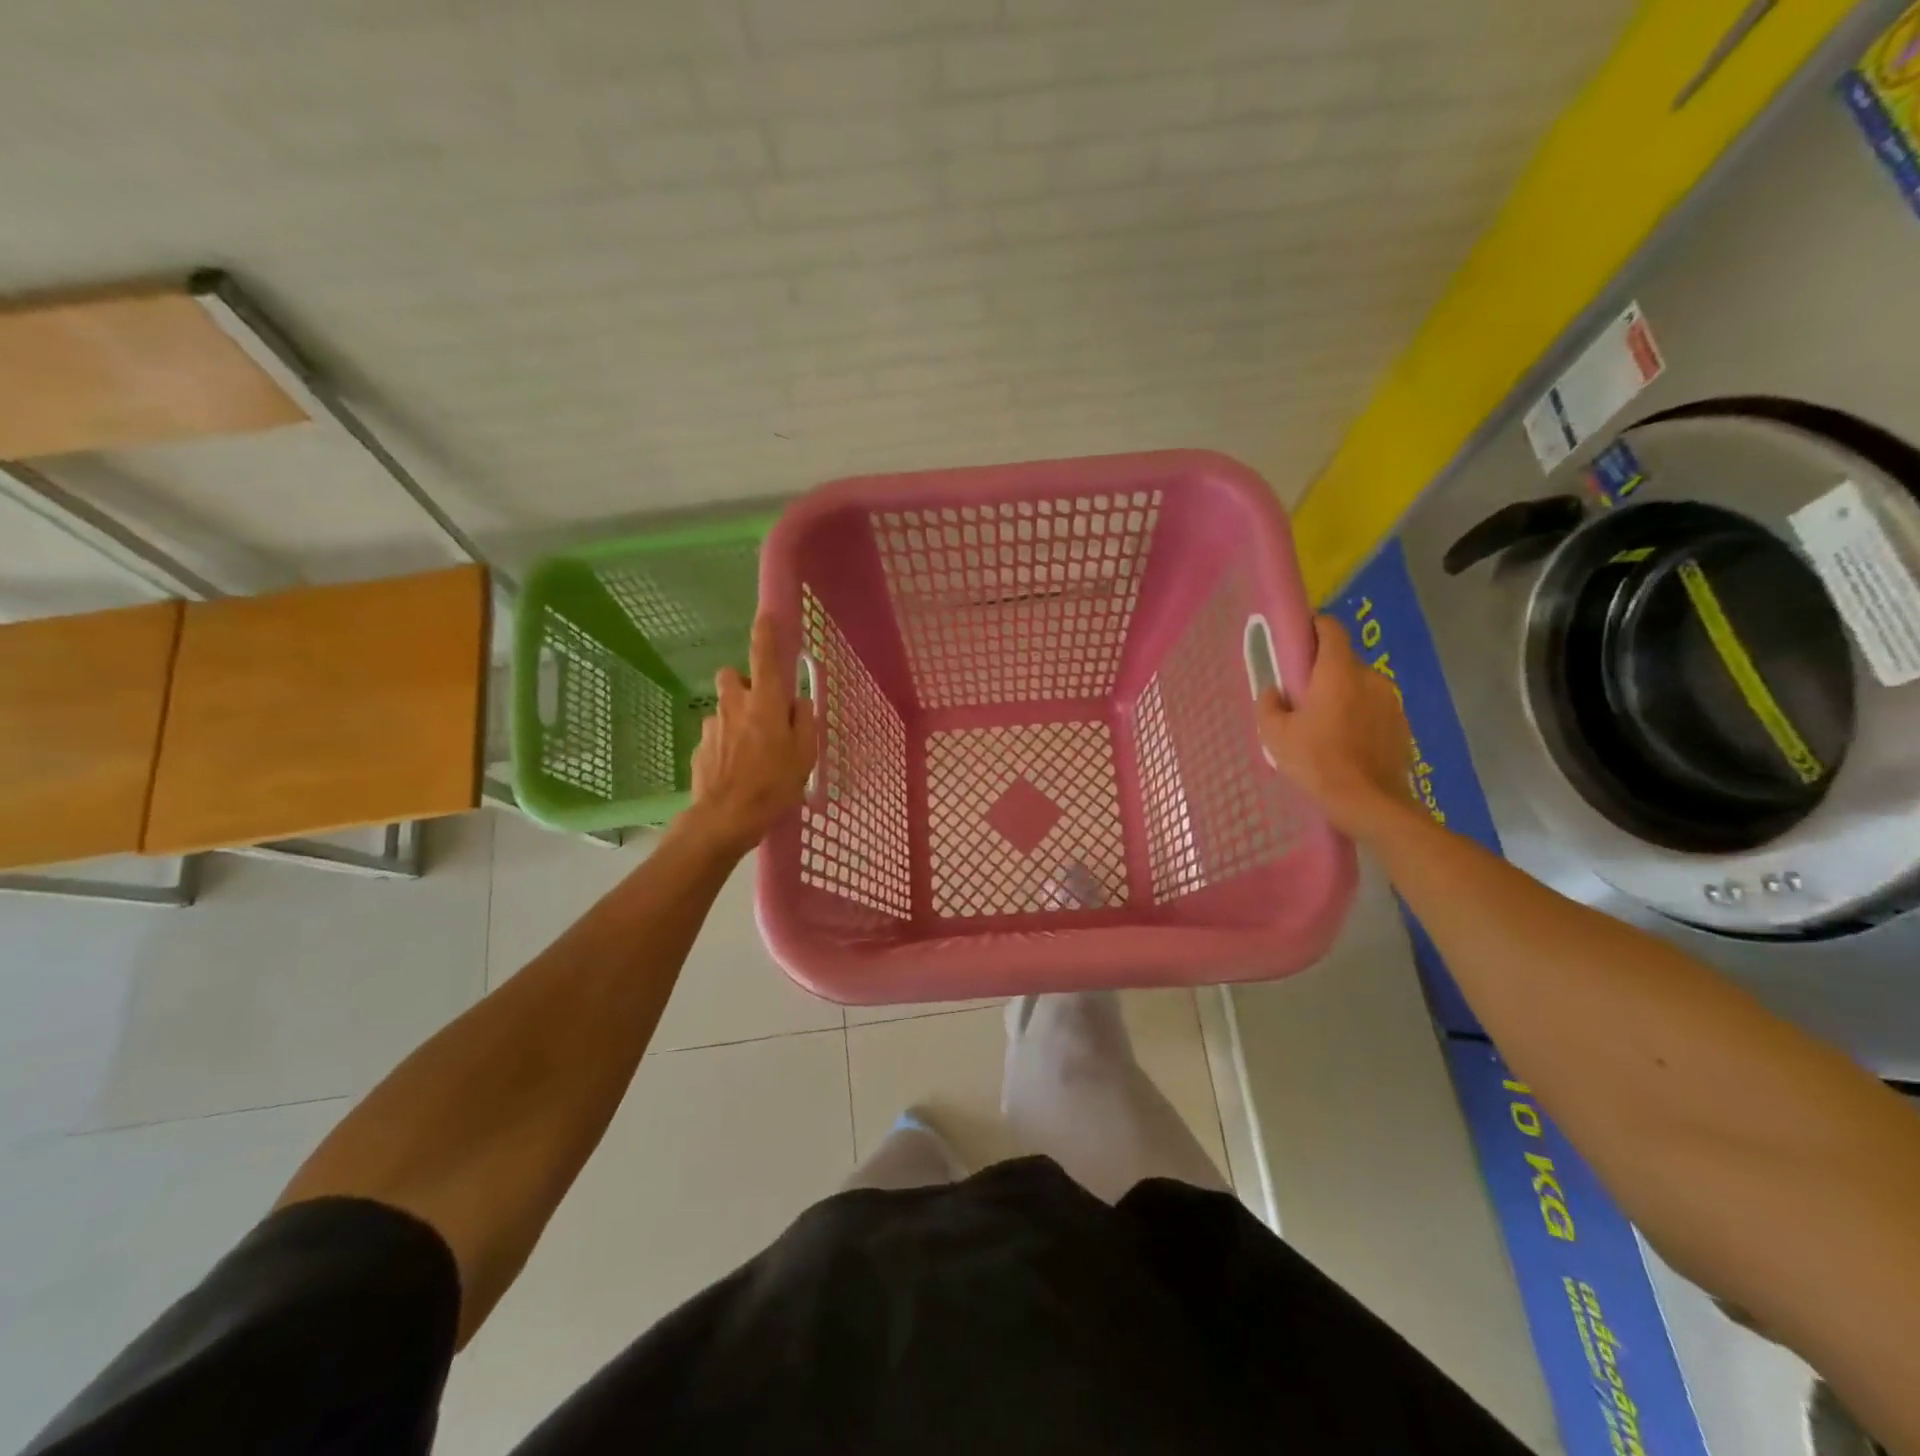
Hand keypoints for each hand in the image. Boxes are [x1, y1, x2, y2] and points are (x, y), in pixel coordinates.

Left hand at [686, 615, 816, 857]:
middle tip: (763, 710)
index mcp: (764, 702)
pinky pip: (717, 735)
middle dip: (745, 685)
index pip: (764, 655)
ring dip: (737, 718)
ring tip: (753, 751)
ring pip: (725, 708)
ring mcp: (713, 726)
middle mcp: (734, 705)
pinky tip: (737, 769)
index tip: (767, 614)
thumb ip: (804, 721)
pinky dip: (727, 744)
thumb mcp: (805, 754)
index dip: (766, 632)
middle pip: (733, 677)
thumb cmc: (773, 784)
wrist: (724, 818)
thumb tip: (797, 702)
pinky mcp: (700, 747)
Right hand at [1256, 615, 1416, 840]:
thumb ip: (1269, 704)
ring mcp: (1391, 701)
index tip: (1295, 641)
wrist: (1370, 804)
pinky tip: (1345, 743)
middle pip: (1343, 661)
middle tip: (1301, 697)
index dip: (1312, 627)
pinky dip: (1359, 716)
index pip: (1330, 628)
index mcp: (1338, 672)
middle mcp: (1370, 678)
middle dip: (1322, 672)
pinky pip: (1374, 709)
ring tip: (1323, 725)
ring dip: (1342, 696)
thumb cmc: (1317, 763)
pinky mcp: (1402, 724)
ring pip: (1359, 686)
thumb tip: (1274, 691)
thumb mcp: (1275, 735)